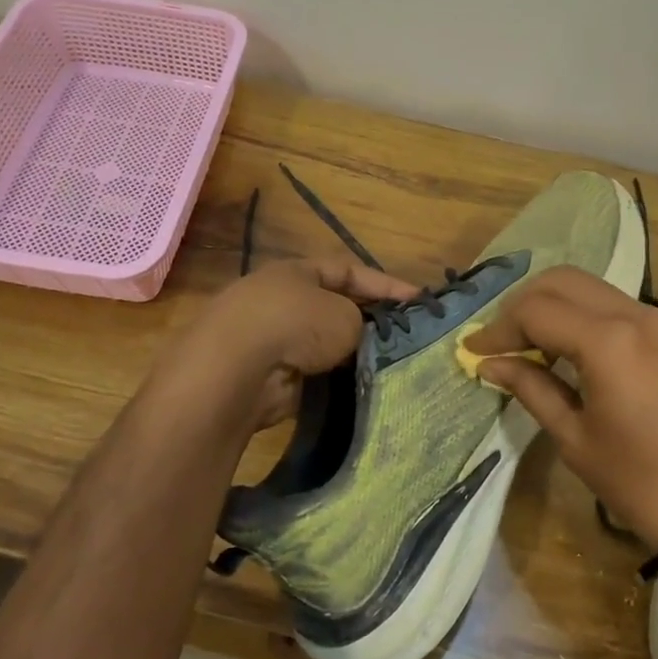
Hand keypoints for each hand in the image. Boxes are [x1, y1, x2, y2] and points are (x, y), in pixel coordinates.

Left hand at [159, 258, 419, 429]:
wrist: (237, 370)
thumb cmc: (295, 324)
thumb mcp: (343, 314)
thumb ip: (360, 321)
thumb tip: (358, 336)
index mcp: (297, 272)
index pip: (350, 270)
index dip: (387, 284)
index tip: (421, 300)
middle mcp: (282, 300)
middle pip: (335, 306)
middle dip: (368, 320)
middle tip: (406, 336)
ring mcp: (272, 338)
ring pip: (324, 343)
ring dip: (351, 353)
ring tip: (390, 365)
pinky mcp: (269, 375)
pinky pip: (312, 373)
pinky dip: (333, 379)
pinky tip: (359, 388)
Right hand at [462, 267, 657, 548]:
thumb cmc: (642, 483)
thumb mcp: (575, 438)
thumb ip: (531, 388)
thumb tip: (490, 364)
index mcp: (607, 341)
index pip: (535, 311)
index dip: (499, 328)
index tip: (474, 352)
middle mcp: (634, 314)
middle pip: (562, 281)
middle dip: (523, 304)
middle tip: (500, 341)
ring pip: (589, 287)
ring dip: (553, 305)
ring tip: (528, 345)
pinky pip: (614, 304)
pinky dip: (582, 314)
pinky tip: (566, 348)